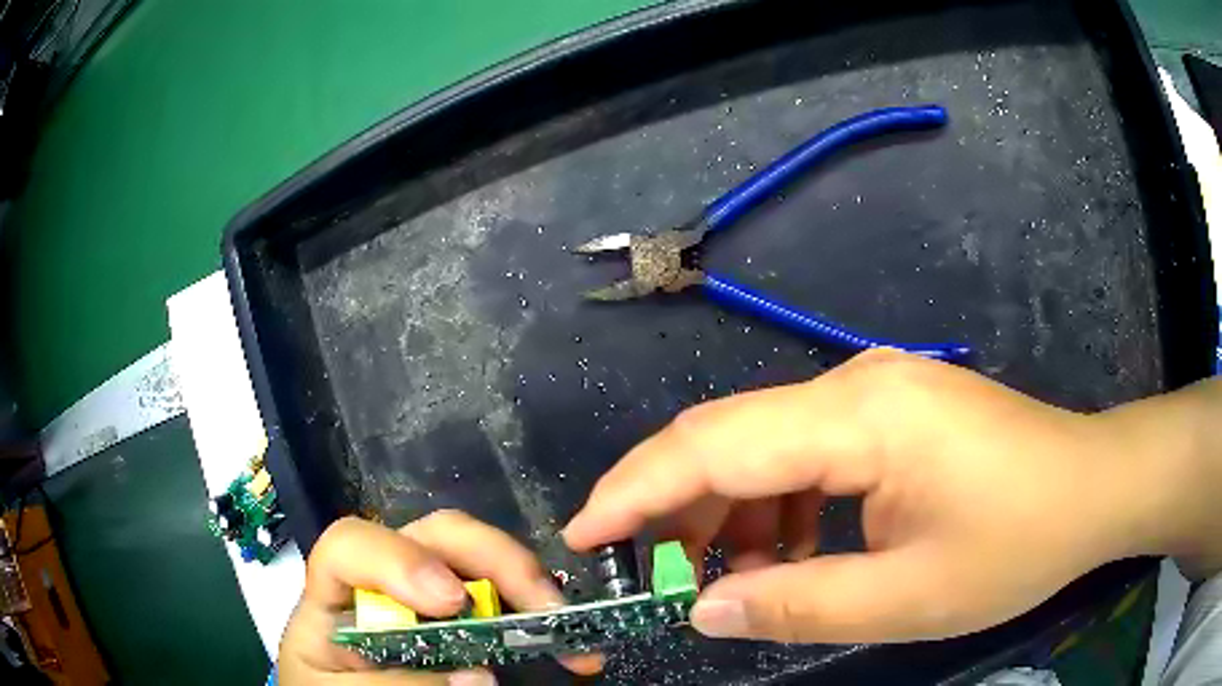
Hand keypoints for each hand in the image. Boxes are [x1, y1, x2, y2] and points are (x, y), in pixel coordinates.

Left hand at [279, 511, 601, 684]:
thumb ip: (389, 683)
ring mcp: (428, 599)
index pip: (350, 545)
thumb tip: (478, 675)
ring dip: (530, 584)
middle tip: (542, 605)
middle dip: (494, 557)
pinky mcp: (463, 623)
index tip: (452, 602)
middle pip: (434, 535)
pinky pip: (505, 601)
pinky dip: (541, 617)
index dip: (400, 560)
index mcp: (336, 594)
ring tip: (567, 627)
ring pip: (478, 558)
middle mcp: (387, 583)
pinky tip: (571, 648)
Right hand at [564, 349, 1185, 643]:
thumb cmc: (1017, 542)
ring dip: (727, 513)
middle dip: (669, 504)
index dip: (635, 492)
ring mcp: (874, 392)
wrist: (1090, 487)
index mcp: (860, 416)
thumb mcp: (907, 598)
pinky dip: (776, 507)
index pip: (714, 446)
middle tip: (642, 572)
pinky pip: (805, 452)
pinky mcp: (890, 413)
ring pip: (763, 444)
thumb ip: (797, 605)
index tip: (582, 536)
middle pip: (728, 435)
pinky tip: (787, 553)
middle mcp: (854, 385)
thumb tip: (704, 610)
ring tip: (720, 580)